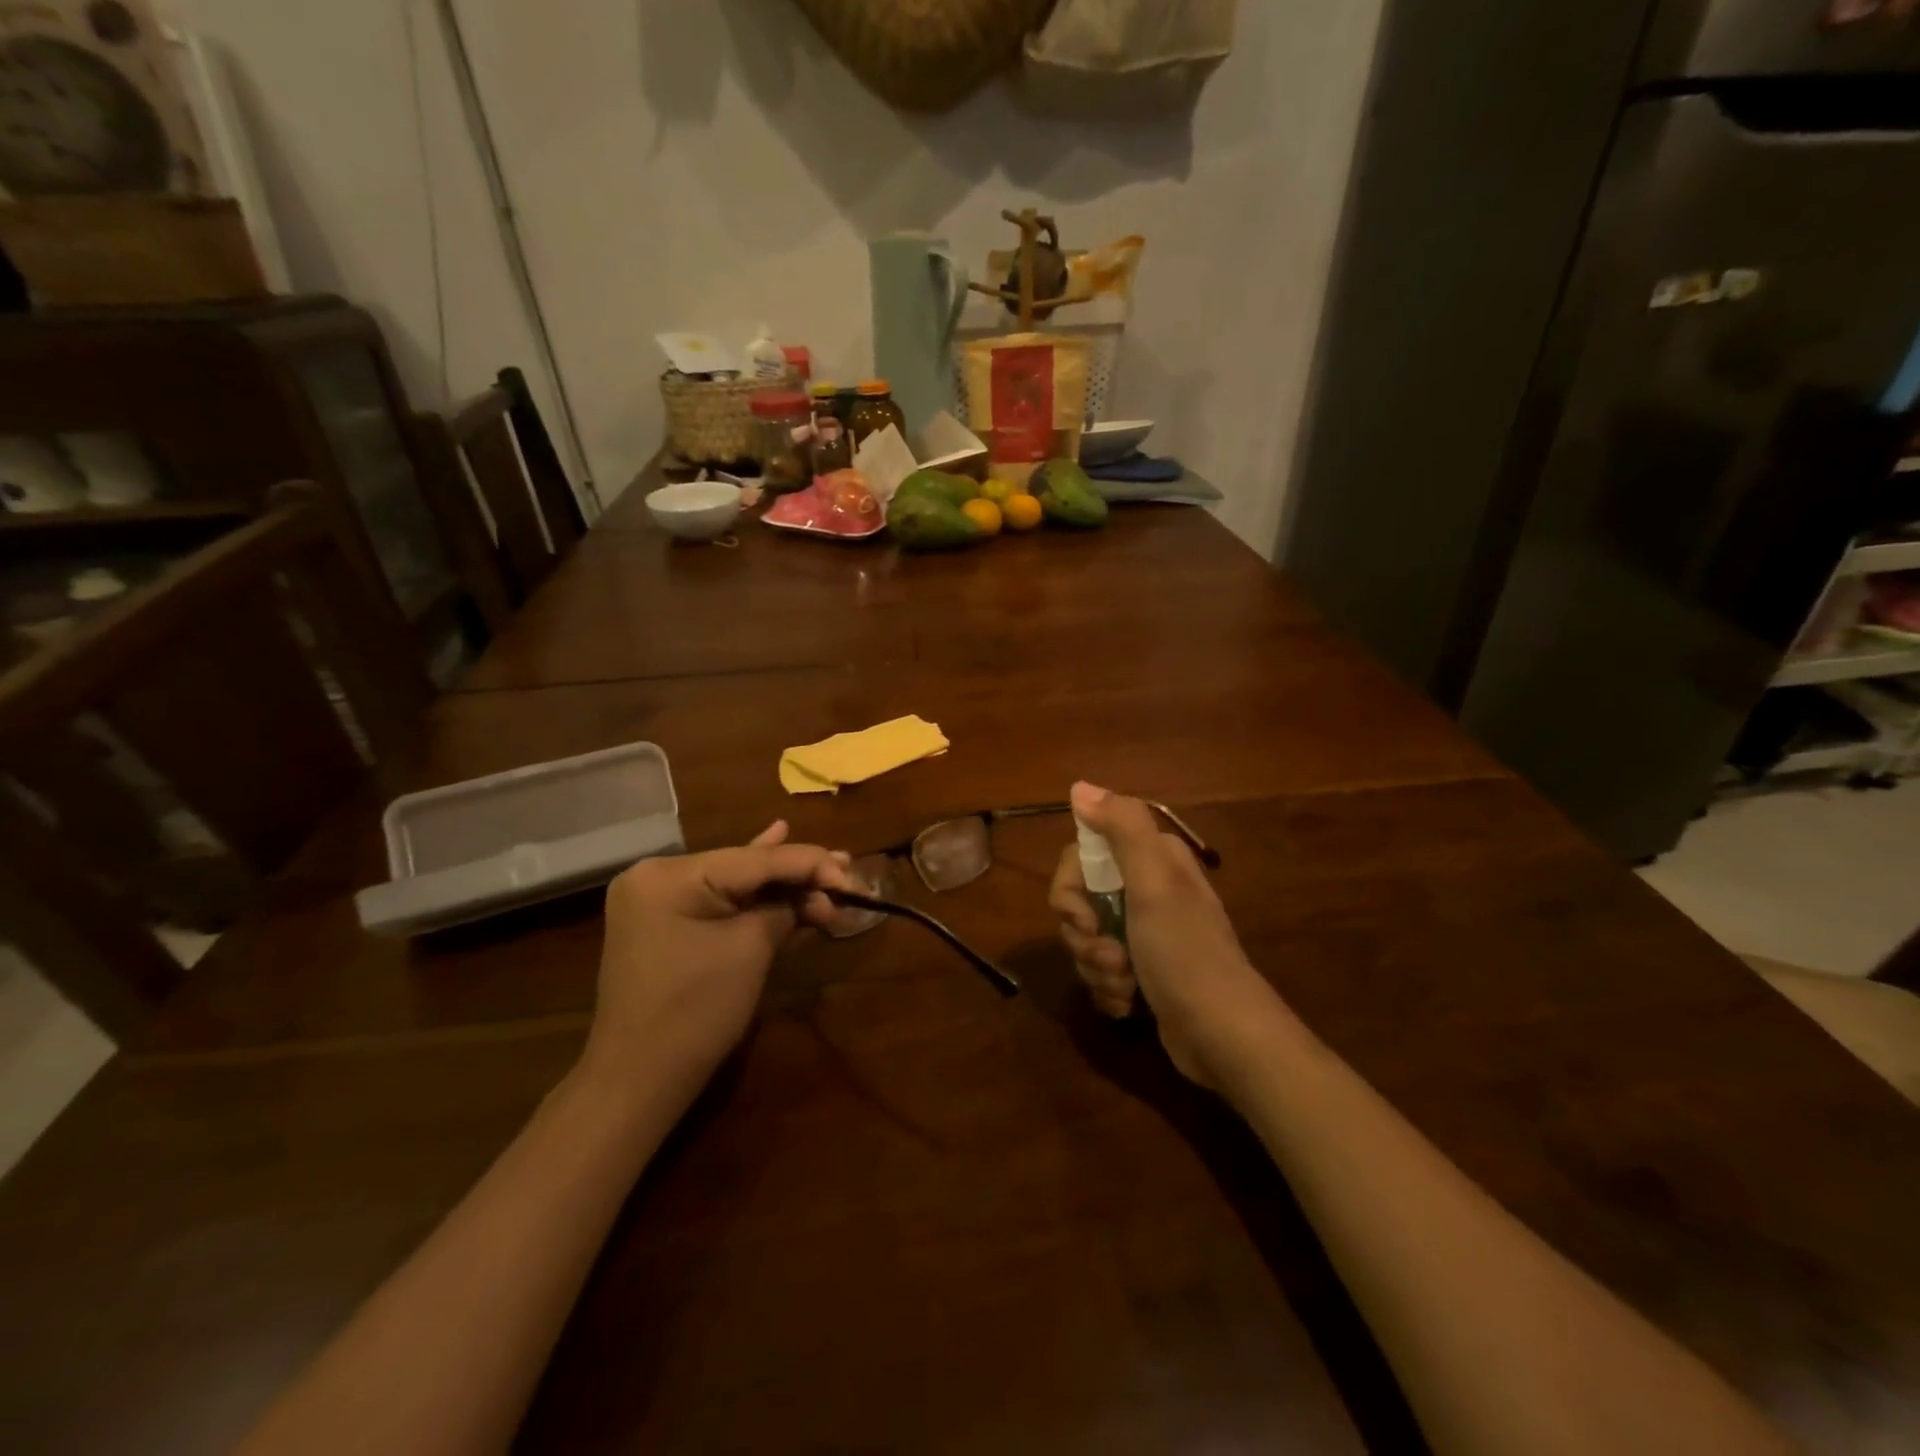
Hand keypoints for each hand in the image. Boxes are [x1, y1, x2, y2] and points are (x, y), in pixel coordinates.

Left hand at [581, 821, 850, 1103]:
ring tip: (829, 871)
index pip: (755, 859)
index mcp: (670, 875)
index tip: (851, 876)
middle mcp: (656, 875)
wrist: (638, 1081)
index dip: (809, 864)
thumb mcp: (751, 950)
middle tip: (847, 872)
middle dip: (797, 874)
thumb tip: (821, 893)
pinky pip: (717, 901)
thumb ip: (786, 908)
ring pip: (734, 883)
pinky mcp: (663, 922)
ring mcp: (656, 899)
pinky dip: (751, 898)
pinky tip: (773, 844)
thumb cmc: (696, 1012)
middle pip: (745, 867)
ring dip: (779, 886)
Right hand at [1049, 782, 1276, 1087]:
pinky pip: (1100, 971)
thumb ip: (1121, 827)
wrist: (1223, 1036)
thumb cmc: (1185, 953)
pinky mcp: (1142, 972)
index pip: (1082, 856)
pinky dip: (1108, 989)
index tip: (1082, 916)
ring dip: (1097, 967)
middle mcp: (1147, 889)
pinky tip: (1129, 1004)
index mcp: (1151, 860)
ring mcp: (1144, 933)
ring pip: (1087, 939)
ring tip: (1126, 985)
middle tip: (1111, 956)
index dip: (1070, 889)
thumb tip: (1079, 787)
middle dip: (1084, 935)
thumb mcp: (1154, 883)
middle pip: (1079, 900)